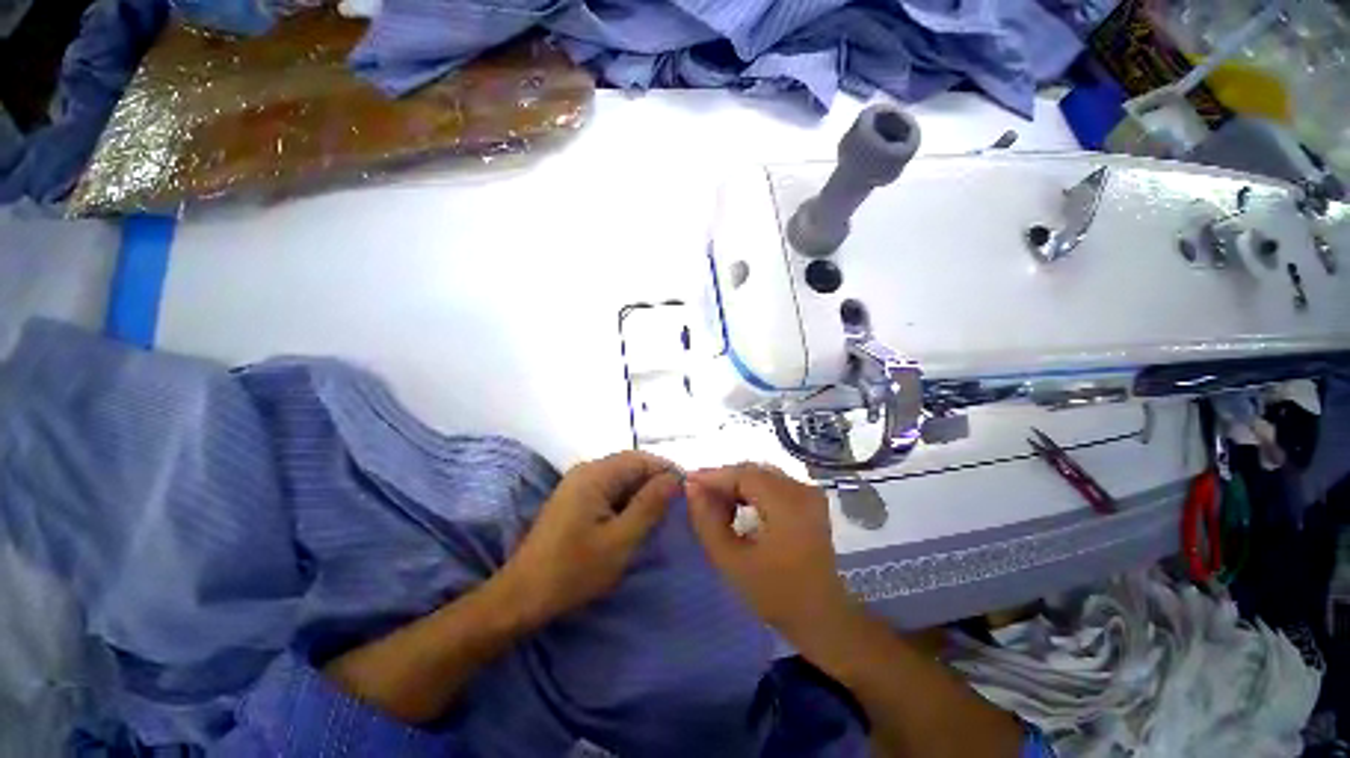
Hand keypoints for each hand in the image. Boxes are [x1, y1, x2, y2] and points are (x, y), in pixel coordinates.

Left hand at [496, 451, 680, 627]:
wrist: (522, 596)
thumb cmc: (574, 570)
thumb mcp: (621, 540)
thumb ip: (650, 505)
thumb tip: (674, 479)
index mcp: (596, 474)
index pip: (641, 459)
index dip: (666, 470)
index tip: (687, 491)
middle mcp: (586, 471)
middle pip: (630, 465)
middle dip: (655, 481)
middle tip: (677, 506)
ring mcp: (577, 484)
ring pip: (621, 478)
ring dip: (642, 491)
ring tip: (661, 514)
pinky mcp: (574, 499)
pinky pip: (609, 489)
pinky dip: (627, 500)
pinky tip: (635, 519)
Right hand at [686, 463, 857, 645]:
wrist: (822, 616)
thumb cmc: (775, 594)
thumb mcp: (732, 561)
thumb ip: (708, 521)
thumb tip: (692, 488)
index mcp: (787, 504)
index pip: (743, 474)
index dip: (713, 475)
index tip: (686, 482)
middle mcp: (801, 489)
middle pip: (752, 470)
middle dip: (723, 480)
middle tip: (699, 496)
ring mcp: (808, 492)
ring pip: (761, 474)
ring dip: (736, 484)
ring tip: (716, 505)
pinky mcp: (809, 498)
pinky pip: (773, 482)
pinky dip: (751, 490)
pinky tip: (738, 507)